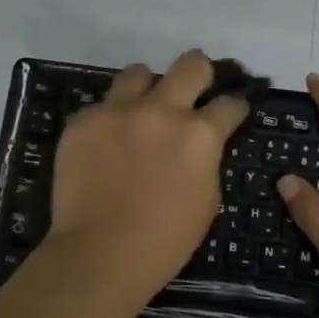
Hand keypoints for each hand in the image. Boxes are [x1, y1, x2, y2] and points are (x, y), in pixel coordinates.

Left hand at [45, 50, 250, 302]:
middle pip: (191, 63)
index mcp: (199, 134)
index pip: (229, 103)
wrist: (98, 254)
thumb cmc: (163, 240)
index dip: (235, 106)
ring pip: (139, 72)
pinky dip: (110, 120)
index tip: (232, 109)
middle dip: (199, 74)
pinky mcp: (83, 121)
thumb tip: (198, 144)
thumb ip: (206, 159)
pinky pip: (102, 106)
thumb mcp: (206, 200)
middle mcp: (161, 111)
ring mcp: (117, 111)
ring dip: (148, 88)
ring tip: (142, 109)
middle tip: (194, 90)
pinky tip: (106, 145)